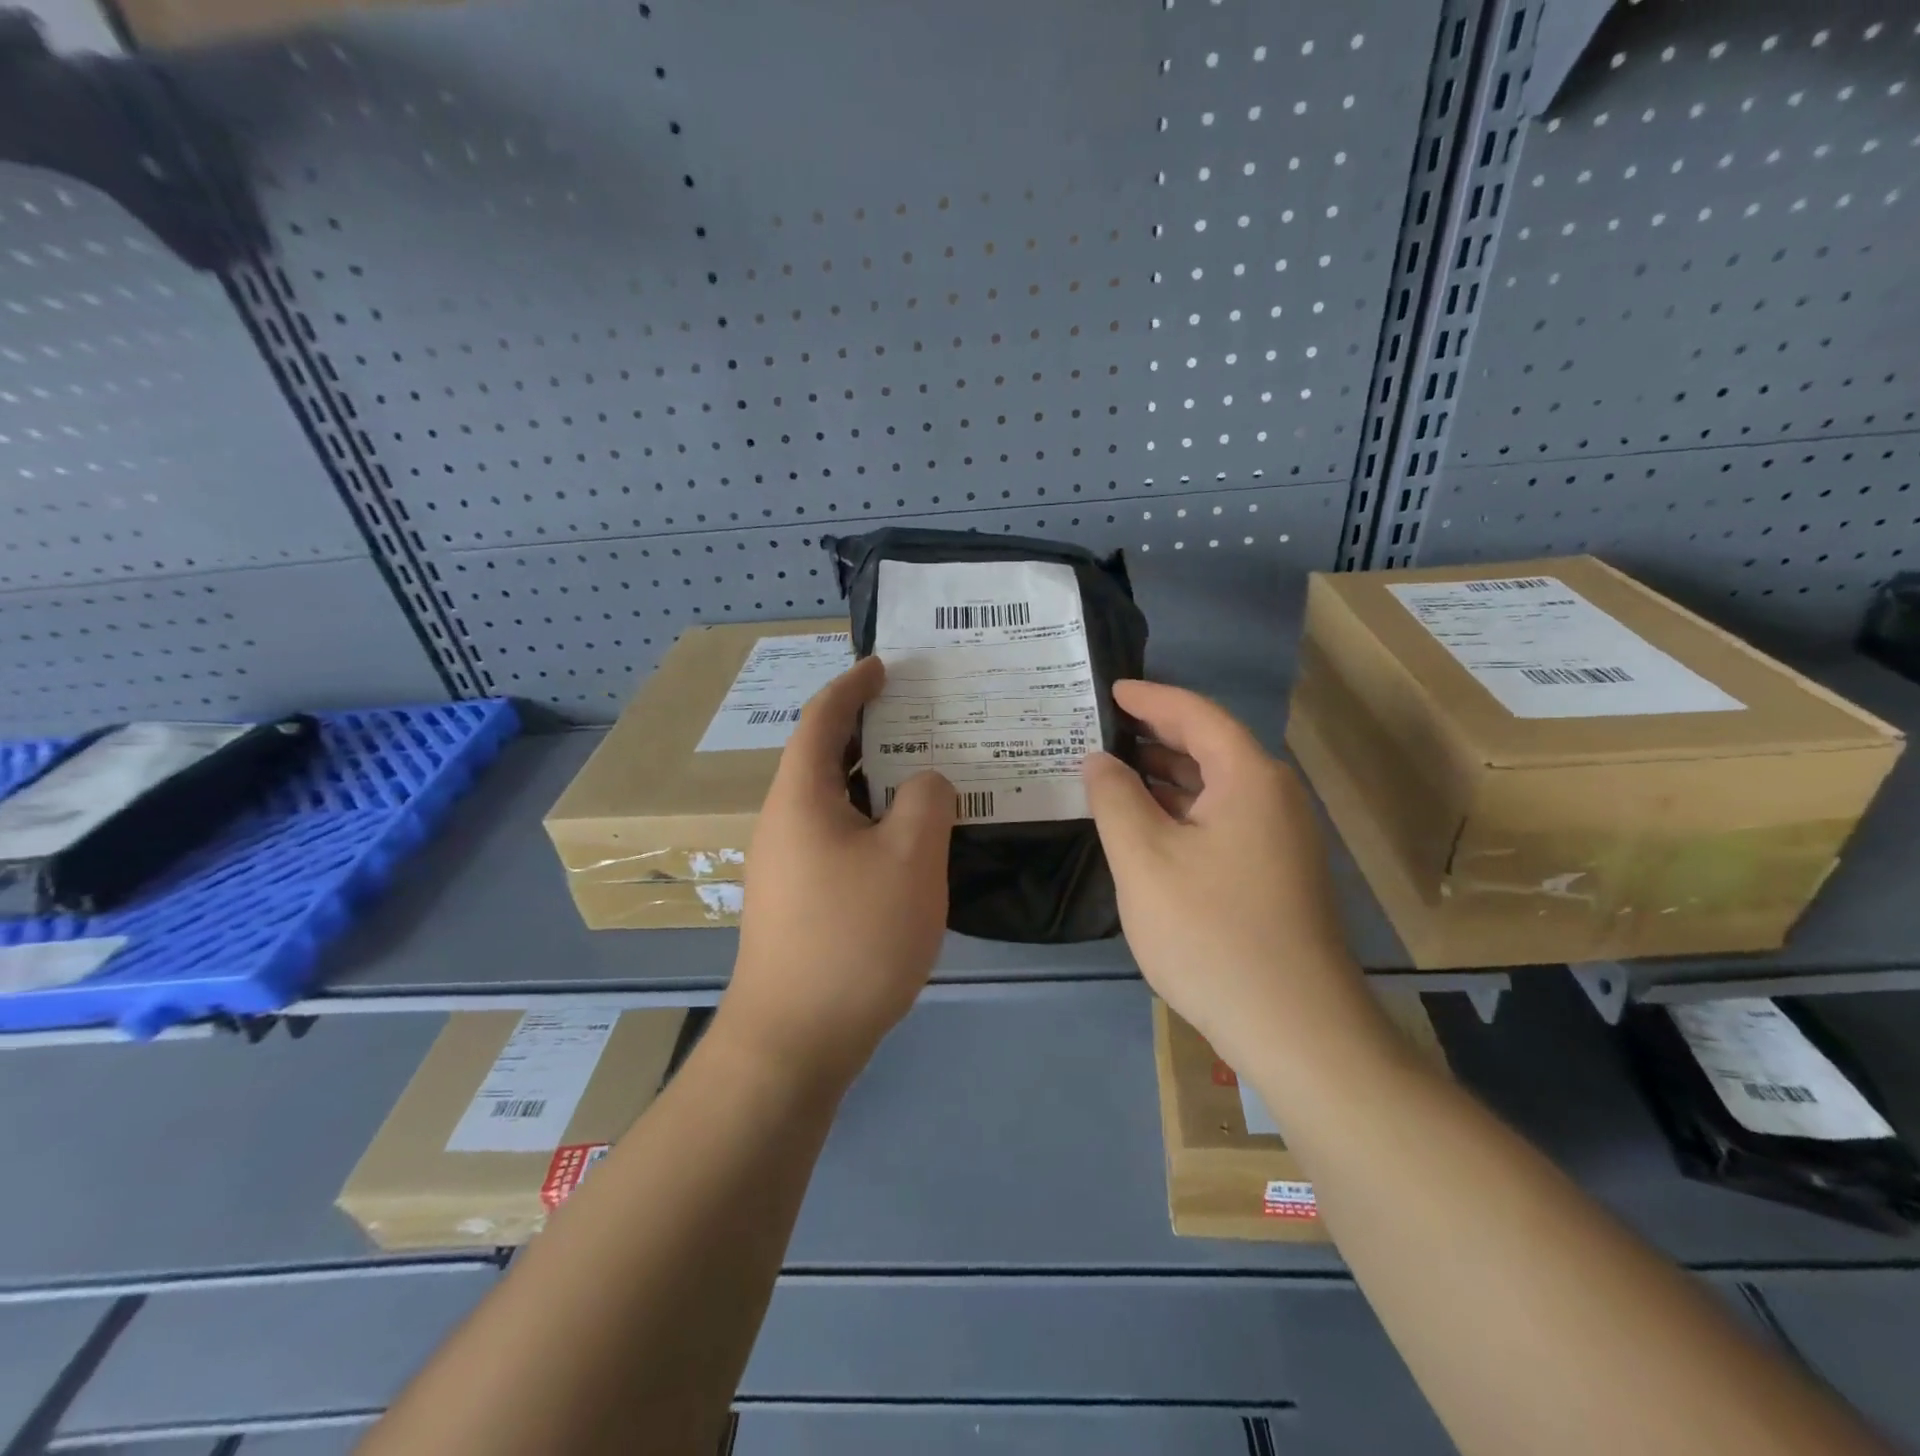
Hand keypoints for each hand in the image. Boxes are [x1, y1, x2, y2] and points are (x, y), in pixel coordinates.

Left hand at [724, 656, 954, 1085]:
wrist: (794, 1040)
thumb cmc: (853, 937)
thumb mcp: (910, 857)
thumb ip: (927, 800)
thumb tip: (925, 783)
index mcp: (800, 796)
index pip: (823, 718)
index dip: (854, 685)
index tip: (884, 665)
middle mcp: (784, 821)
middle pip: (826, 756)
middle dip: (872, 730)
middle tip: (923, 717)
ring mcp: (787, 864)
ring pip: (836, 801)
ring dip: (877, 780)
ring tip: (926, 772)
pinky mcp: (799, 900)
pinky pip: (839, 837)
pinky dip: (873, 821)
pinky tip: (910, 839)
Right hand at [1083, 680, 1373, 1072]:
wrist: (1294, 1027)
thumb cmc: (1211, 932)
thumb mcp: (1144, 858)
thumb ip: (1114, 799)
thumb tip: (1099, 760)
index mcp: (1249, 777)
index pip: (1196, 715)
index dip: (1149, 698)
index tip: (1109, 690)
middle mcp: (1273, 796)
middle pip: (1210, 746)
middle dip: (1155, 734)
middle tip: (1100, 728)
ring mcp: (1281, 837)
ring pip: (1216, 786)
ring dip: (1166, 775)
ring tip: (1113, 770)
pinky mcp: (1276, 872)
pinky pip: (1223, 818)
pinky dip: (1183, 809)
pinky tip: (1147, 825)